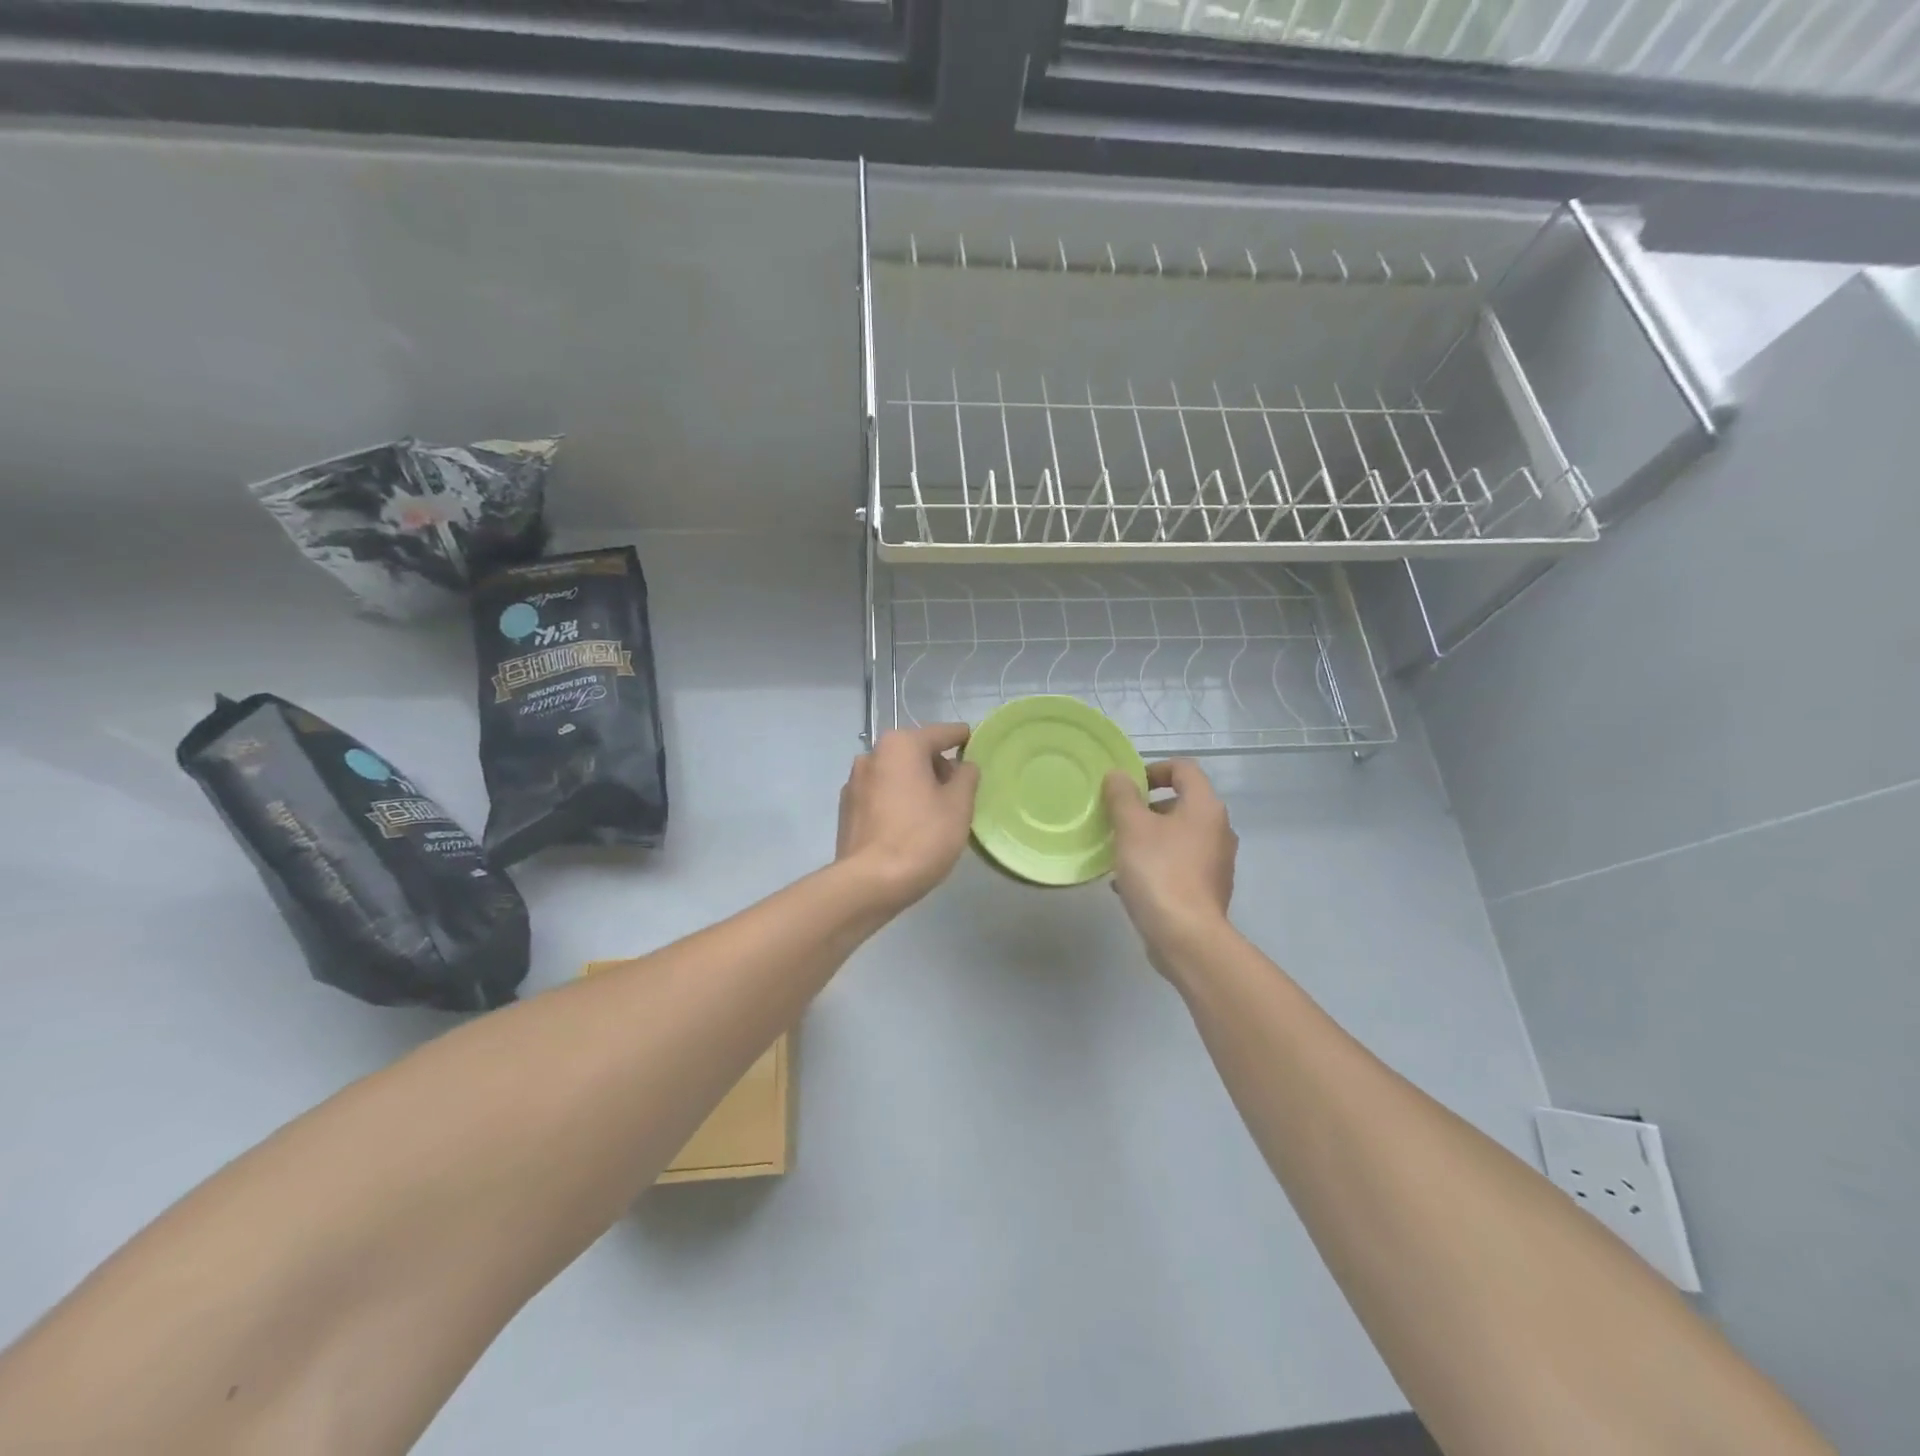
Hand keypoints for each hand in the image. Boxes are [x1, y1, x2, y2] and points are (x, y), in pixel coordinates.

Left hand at [836, 724, 979, 910]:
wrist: (869, 883)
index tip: (976, 743)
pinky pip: (880, 795)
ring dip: (916, 785)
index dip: (963, 738)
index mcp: (901, 745)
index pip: (941, 733)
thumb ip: (966, 776)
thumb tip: (963, 766)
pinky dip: (897, 801)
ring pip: (896, 774)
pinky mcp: (846, 808)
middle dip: (938, 767)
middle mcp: (872, 754)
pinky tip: (908, 827)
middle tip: (959, 793)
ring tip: (935, 813)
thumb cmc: (921, 838)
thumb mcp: (959, 805)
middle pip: (915, 752)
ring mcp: (854, 782)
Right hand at [1103, 760, 1237, 976]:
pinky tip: (1128, 883)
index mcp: (1205, 807)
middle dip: (1146, 809)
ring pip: (1177, 837)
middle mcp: (1218, 830)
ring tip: (1118, 854)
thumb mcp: (1131, 827)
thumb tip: (1119, 775)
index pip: (1184, 769)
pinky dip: (1156, 865)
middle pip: (1181, 804)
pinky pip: (1179, 865)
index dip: (1154, 769)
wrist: (1186, 937)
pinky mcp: (1208, 890)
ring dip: (1148, 839)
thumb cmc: (1159, 871)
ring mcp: (1217, 862)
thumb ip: (1123, 796)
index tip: (1127, 787)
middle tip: (1117, 821)